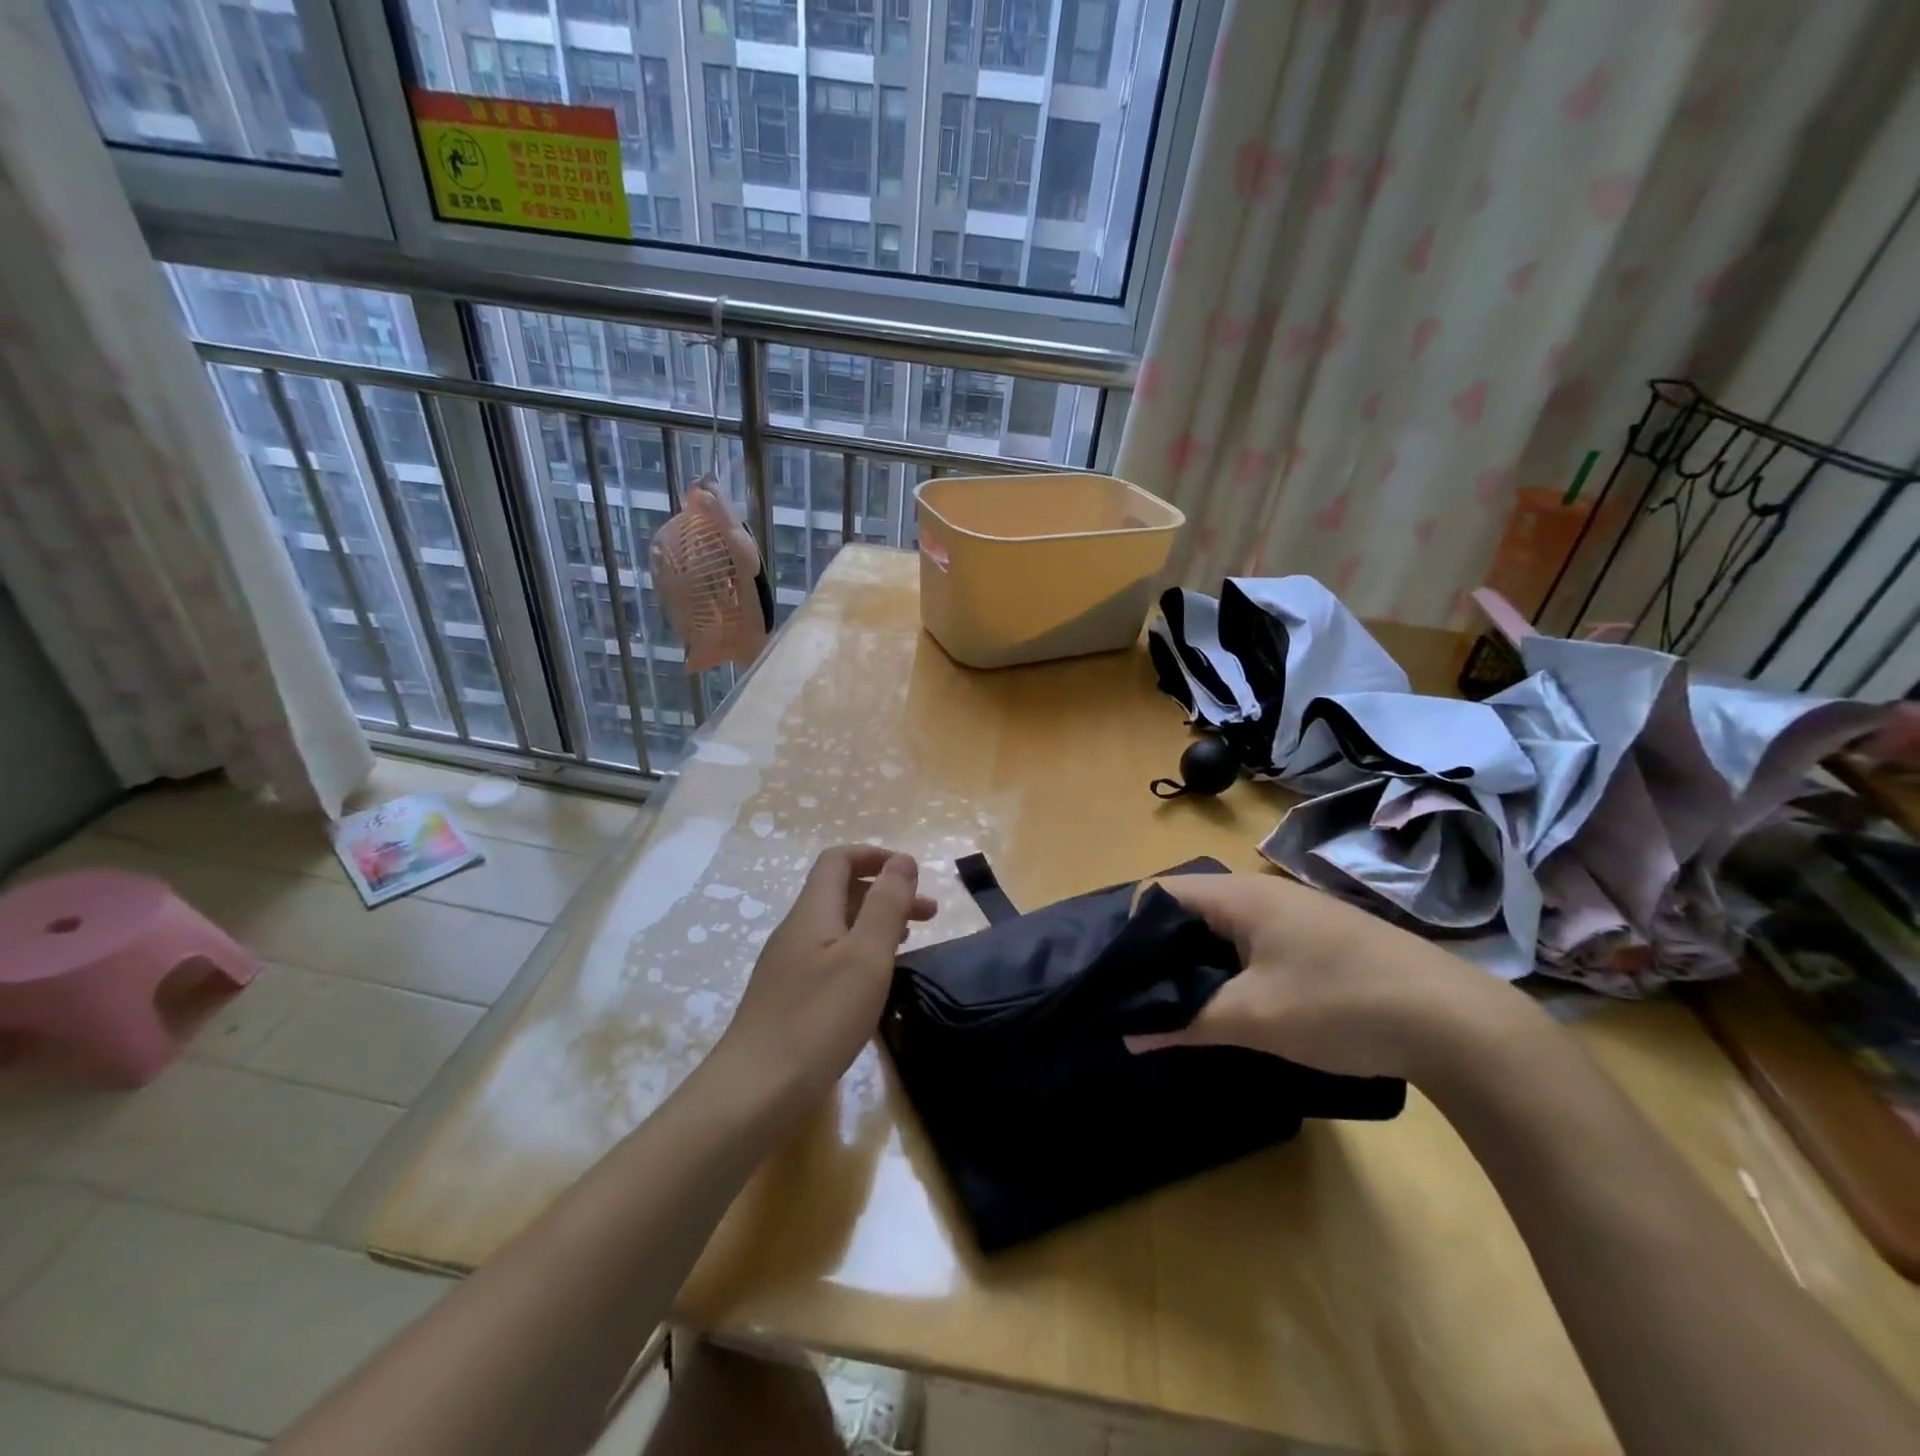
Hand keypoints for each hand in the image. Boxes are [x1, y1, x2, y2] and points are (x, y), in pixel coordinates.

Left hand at [716, 845, 935, 1103]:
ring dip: (875, 924)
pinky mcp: (787, 997)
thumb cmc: (819, 1019)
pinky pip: (829, 956)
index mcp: (813, 912)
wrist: (754, 1092)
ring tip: (910, 944)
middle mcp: (796, 930)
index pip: (838, 860)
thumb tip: (902, 860)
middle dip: (886, 893)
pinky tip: (874, 982)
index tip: (913, 874)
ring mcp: (787, 965)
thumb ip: (886, 904)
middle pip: (841, 892)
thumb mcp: (866, 956)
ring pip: (837, 926)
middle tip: (930, 916)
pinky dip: (860, 952)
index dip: (875, 856)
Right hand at [1127, 873, 1521, 1081]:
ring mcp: (1295, 914)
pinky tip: (1238, 1007)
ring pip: (1222, 931)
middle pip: (1188, 911)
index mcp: (1239, 896)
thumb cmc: (1341, 1005)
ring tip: (1184, 1009)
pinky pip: (1253, 943)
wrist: (1458, 1023)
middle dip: (1162, 954)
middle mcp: (1262, 893)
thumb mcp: (1254, 1018)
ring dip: (1198, 966)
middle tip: (1147, 1001)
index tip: (1123, 977)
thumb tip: (1128, 1036)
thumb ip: (1185, 1023)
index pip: (1159, 892)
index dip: (1132, 930)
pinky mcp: (1319, 938)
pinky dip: (1232, 969)